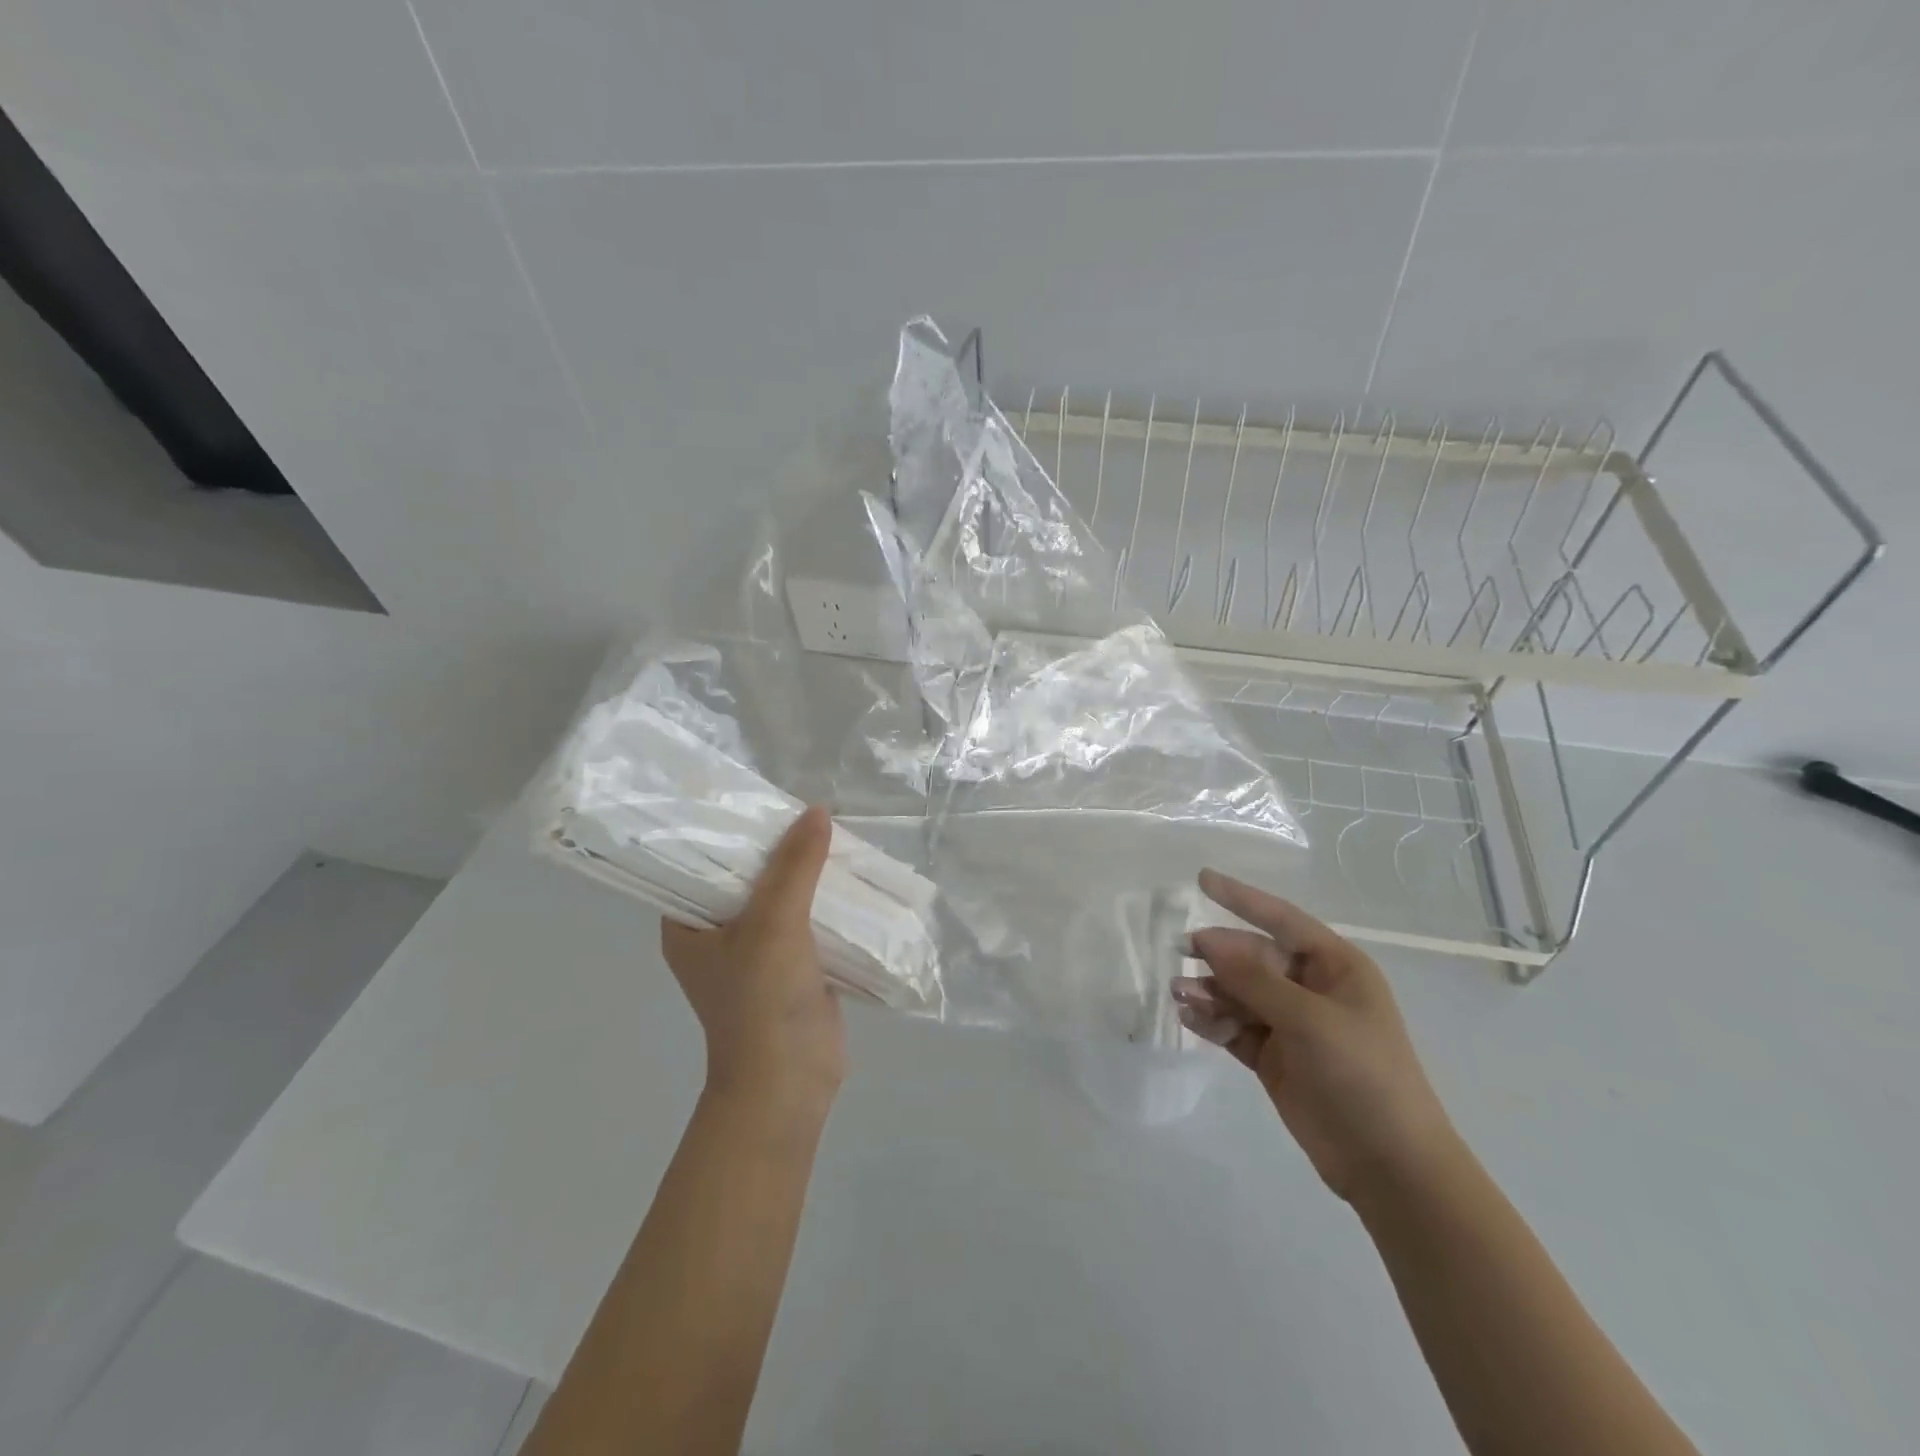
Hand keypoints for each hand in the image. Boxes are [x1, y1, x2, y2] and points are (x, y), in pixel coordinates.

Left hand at [661, 807, 844, 1104]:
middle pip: (746, 876)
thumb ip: (795, 865)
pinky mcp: (791, 965)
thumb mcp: (775, 923)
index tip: (753, 796)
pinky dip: (823, 899)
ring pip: (781, 897)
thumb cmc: (762, 1000)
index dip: (724, 829)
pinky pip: (806, 919)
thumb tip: (817, 811)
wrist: (790, 1081)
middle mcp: (716, 933)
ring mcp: (756, 951)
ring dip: (804, 872)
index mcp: (688, 925)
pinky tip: (847, 873)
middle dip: (775, 847)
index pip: (698, 861)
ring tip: (829, 832)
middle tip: (802, 809)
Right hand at [1172, 870, 1459, 1203]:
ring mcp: (1291, 1024)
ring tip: (1180, 995)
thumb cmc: (1362, 1076)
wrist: (1389, 1166)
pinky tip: (1190, 1018)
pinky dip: (1213, 1021)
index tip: (1201, 879)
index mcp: (1335, 967)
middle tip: (1180, 953)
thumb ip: (1255, 979)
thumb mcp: (1309, 1020)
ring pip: (1239, 993)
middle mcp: (1311, 989)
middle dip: (1217, 955)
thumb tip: (1208, 941)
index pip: (1281, 919)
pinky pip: (1235, 1026)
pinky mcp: (1274, 1057)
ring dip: (1209, 990)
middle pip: (1253, 957)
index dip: (1241, 898)